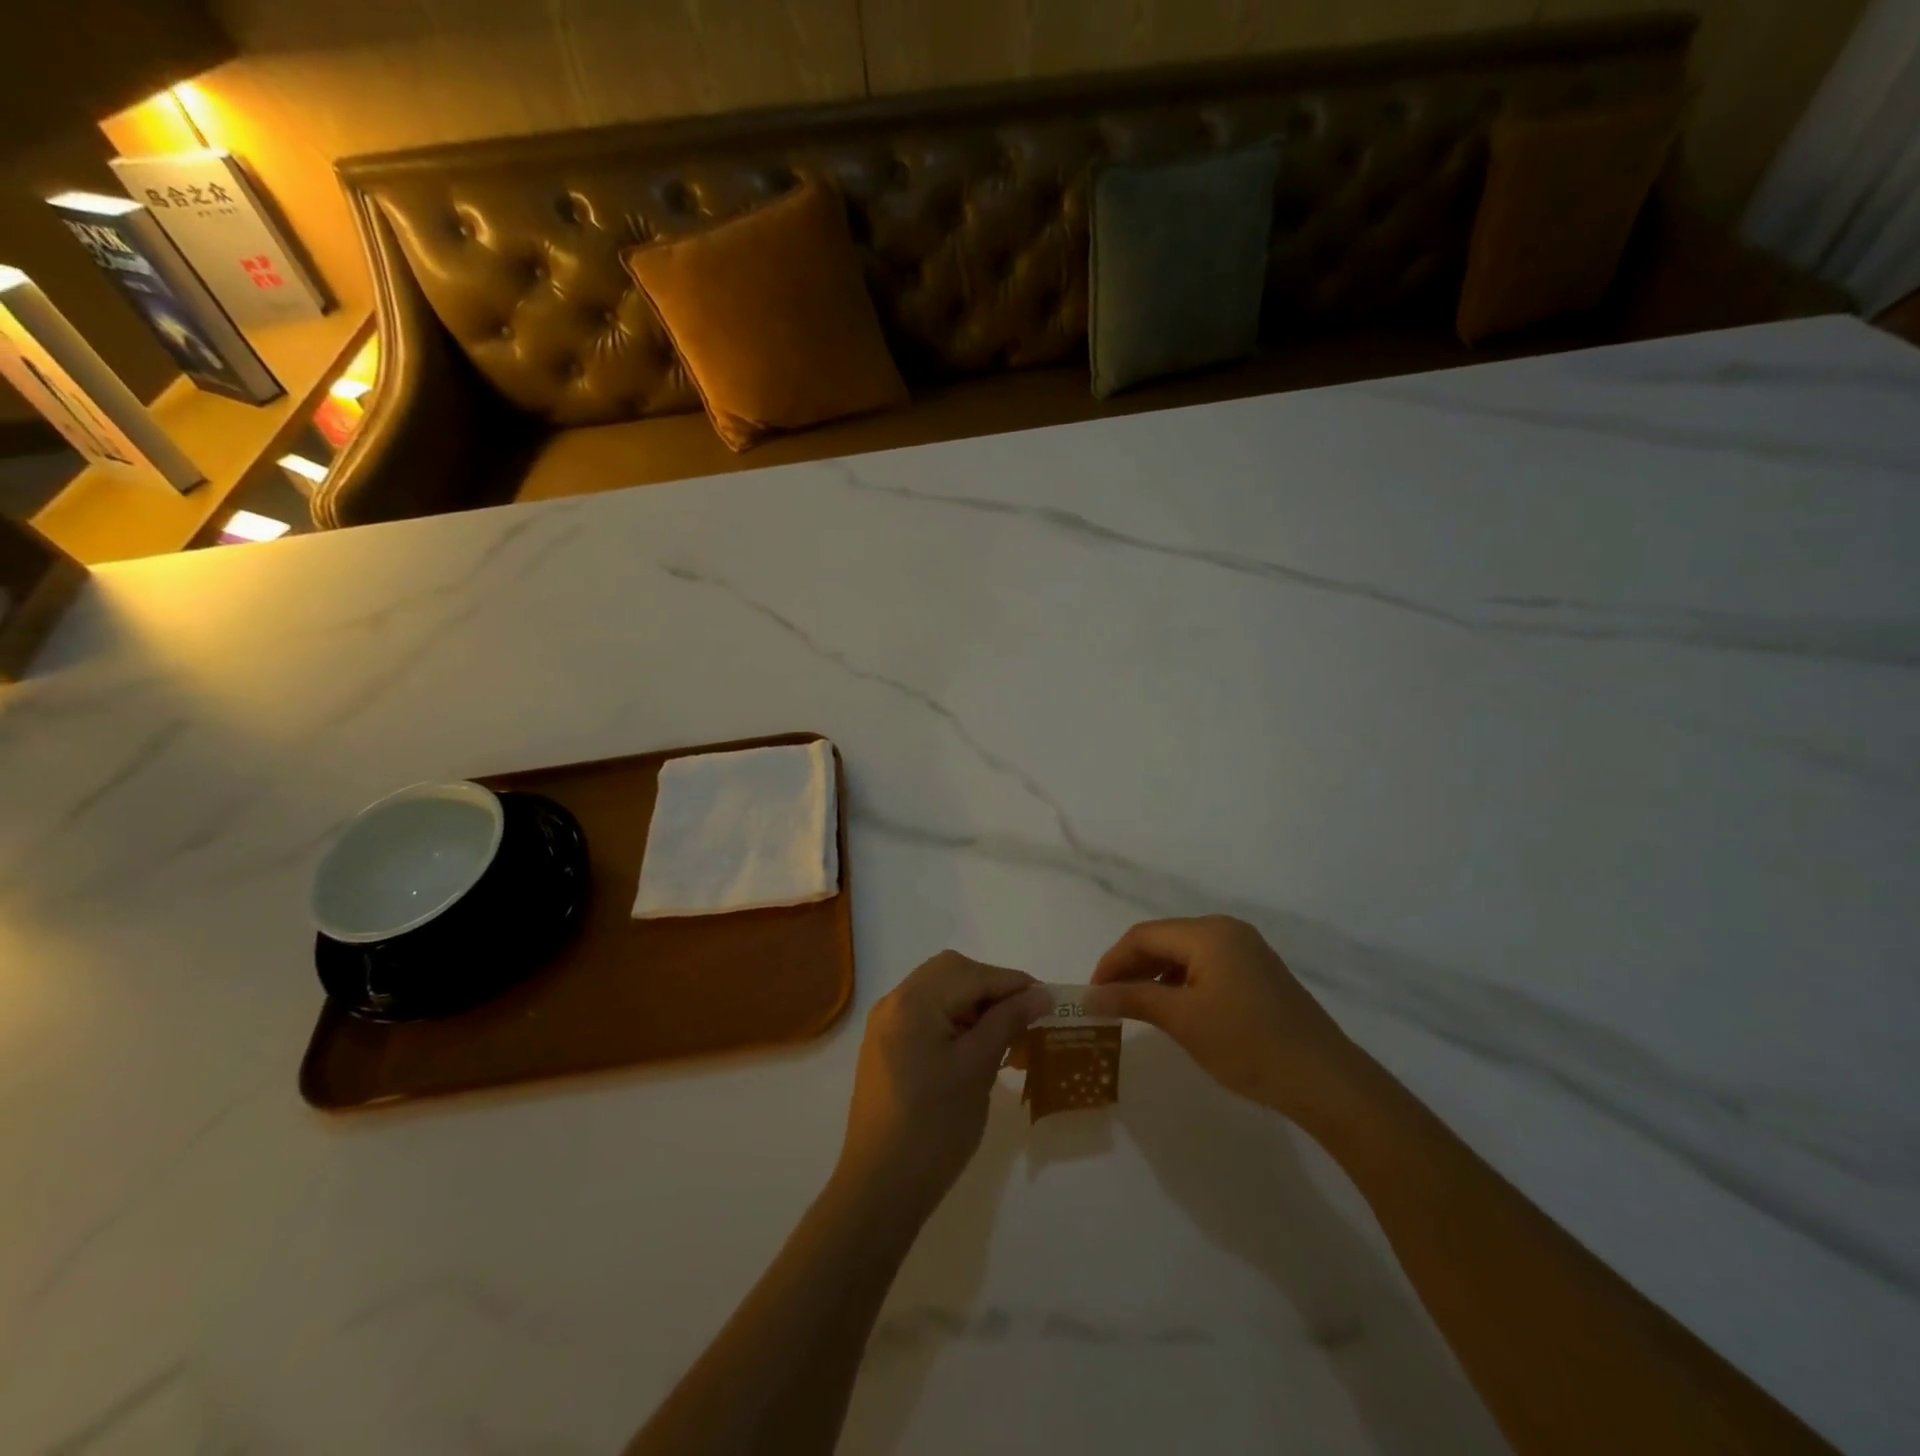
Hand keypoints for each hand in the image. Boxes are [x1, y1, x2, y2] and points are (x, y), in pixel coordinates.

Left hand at [835, 951, 1051, 1216]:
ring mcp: (886, 1024)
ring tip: (1005, 1032)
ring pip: (938, 991)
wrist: (881, 1189)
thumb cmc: (934, 1127)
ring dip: (973, 1002)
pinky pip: (925, 1014)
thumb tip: (1040, 994)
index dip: (1014, 983)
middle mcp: (894, 1001)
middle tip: (1024, 1015)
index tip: (1049, 1001)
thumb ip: (1007, 1022)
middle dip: (991, 987)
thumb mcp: (978, 1068)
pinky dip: (954, 1018)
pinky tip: (975, 1045)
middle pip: (951, 972)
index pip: (972, 974)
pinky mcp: (885, 1047)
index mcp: (913, 1001)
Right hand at [1087, 916, 1368, 1120]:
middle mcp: (1227, 931)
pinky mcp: (1258, 973)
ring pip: (1184, 954)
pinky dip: (1181, 984)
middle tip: (1108, 1002)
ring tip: (1135, 1008)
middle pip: (1163, 940)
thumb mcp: (1183, 1020)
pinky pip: (1206, 967)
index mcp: (1208, 933)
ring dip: (1155, 977)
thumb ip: (1133, 999)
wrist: (1325, 1080)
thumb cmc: (1248, 1044)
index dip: (1112, 962)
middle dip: (1132, 968)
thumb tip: (1090, 995)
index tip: (1092, 993)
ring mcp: (1247, 950)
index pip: (1143, 936)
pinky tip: (1173, 1010)